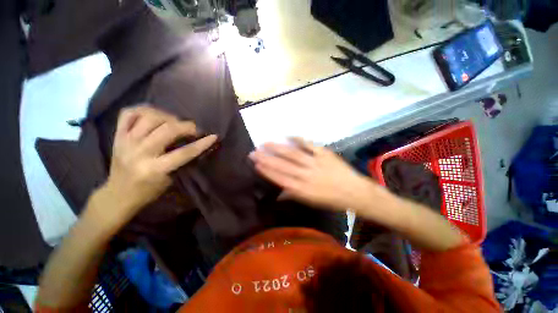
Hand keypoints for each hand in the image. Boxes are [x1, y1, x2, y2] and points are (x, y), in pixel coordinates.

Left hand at [91, 106, 216, 227]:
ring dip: (168, 116)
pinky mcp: (117, 136)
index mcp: (154, 169)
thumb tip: (194, 143)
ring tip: (175, 122)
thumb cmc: (148, 191)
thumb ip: (181, 161)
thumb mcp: (170, 180)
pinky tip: (155, 114)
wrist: (117, 194)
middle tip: (194, 129)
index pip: (184, 152)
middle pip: (167, 130)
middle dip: (186, 126)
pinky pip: (128, 113)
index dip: (202, 143)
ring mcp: (126, 142)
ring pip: (149, 117)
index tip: (213, 136)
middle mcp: (139, 153)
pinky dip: (143, 109)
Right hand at [249, 138, 374, 210]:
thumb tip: (278, 193)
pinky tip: (288, 135)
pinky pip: (309, 145)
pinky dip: (298, 139)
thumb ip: (293, 195)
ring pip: (293, 154)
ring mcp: (315, 163)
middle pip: (283, 165)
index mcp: (302, 189)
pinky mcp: (324, 154)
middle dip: (266, 158)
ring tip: (265, 143)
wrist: (354, 192)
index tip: (256, 164)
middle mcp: (306, 175)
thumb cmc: (331, 200)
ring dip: (278, 148)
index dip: (267, 171)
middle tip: (254, 152)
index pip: (280, 178)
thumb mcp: (310, 202)